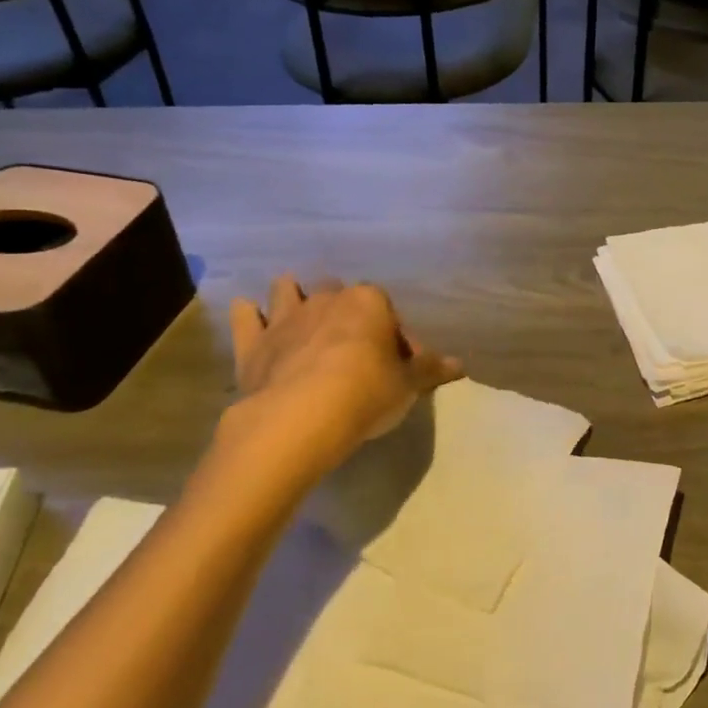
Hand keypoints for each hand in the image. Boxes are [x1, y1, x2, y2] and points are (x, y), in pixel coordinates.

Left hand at [216, 275, 462, 494]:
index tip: (398, 363)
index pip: (389, 311)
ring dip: (293, 297)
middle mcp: (327, 299)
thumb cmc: (366, 393)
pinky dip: (249, 316)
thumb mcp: (408, 385)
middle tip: (352, 345)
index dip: (395, 336)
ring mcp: (286, 317)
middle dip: (344, 312)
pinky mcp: (253, 342)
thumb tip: (460, 365)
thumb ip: (430, 370)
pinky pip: (246, 317)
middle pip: (338, 293)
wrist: (301, 417)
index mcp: (370, 302)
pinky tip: (251, 317)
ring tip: (300, 316)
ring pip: (288, 290)